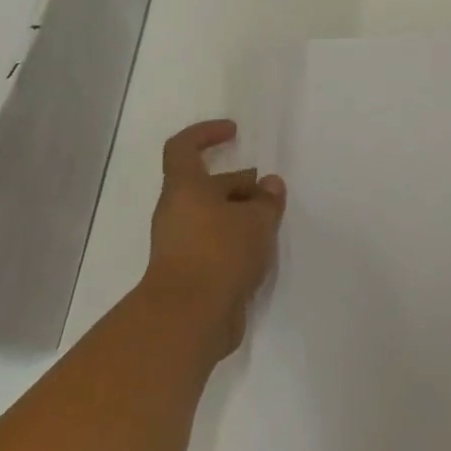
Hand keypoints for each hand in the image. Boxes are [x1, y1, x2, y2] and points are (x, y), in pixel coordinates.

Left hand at [139, 119, 285, 362]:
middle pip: (206, 186)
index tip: (234, 133)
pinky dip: (237, 242)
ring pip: (213, 218)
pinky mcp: (190, 273)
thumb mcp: (256, 220)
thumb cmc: (220, 253)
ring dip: (241, 216)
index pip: (183, 148)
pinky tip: (262, 252)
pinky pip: (215, 245)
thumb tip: (269, 186)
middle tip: (272, 194)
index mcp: (185, 189)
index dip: (206, 134)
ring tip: (273, 223)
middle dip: (240, 184)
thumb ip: (266, 201)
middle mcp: (177, 212)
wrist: (189, 318)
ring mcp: (180, 245)